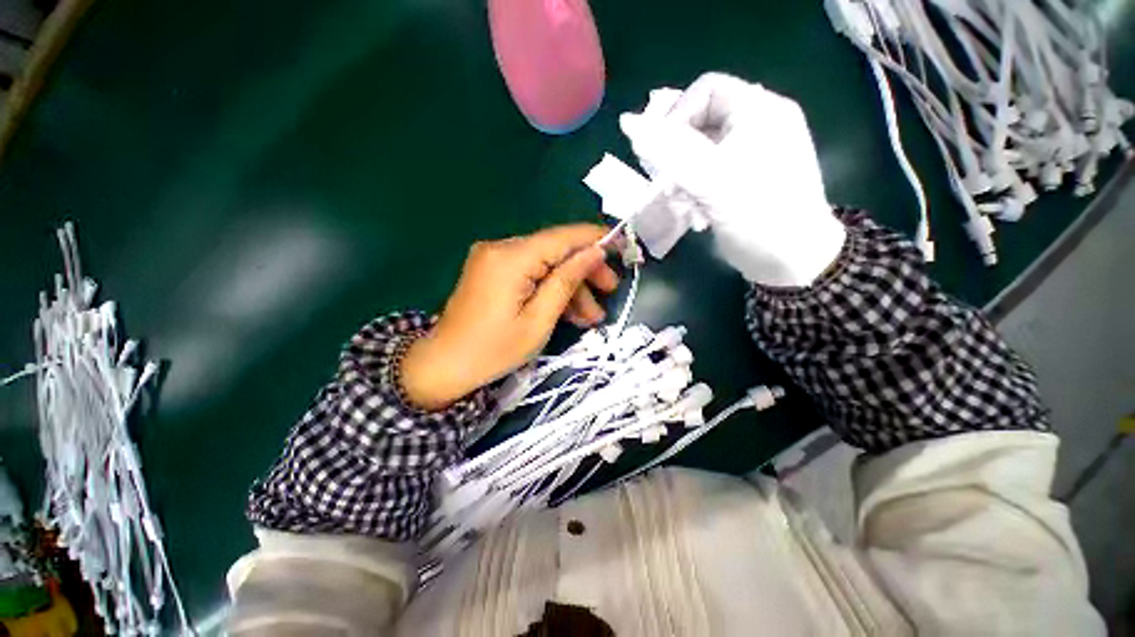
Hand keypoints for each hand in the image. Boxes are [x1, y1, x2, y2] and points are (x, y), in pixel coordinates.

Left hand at [400, 224, 618, 409]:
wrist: (444, 365)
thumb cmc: (494, 350)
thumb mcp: (539, 320)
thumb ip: (567, 281)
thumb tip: (595, 252)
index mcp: (511, 258)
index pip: (563, 237)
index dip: (596, 238)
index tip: (624, 246)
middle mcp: (501, 248)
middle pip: (555, 249)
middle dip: (585, 271)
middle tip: (610, 293)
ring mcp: (494, 258)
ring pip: (546, 263)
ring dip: (570, 286)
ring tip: (591, 317)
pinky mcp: (493, 270)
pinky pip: (531, 272)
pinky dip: (551, 288)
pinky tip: (569, 311)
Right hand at [618, 72, 845, 286]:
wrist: (793, 262)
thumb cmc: (760, 217)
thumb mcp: (713, 181)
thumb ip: (671, 151)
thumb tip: (628, 123)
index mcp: (759, 110)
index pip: (705, 90)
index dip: (675, 116)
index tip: (657, 154)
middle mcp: (756, 125)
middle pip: (700, 121)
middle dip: (674, 152)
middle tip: (662, 181)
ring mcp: (750, 154)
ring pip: (699, 151)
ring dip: (680, 175)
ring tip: (676, 200)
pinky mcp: (741, 180)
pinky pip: (707, 173)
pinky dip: (692, 189)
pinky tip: (691, 211)